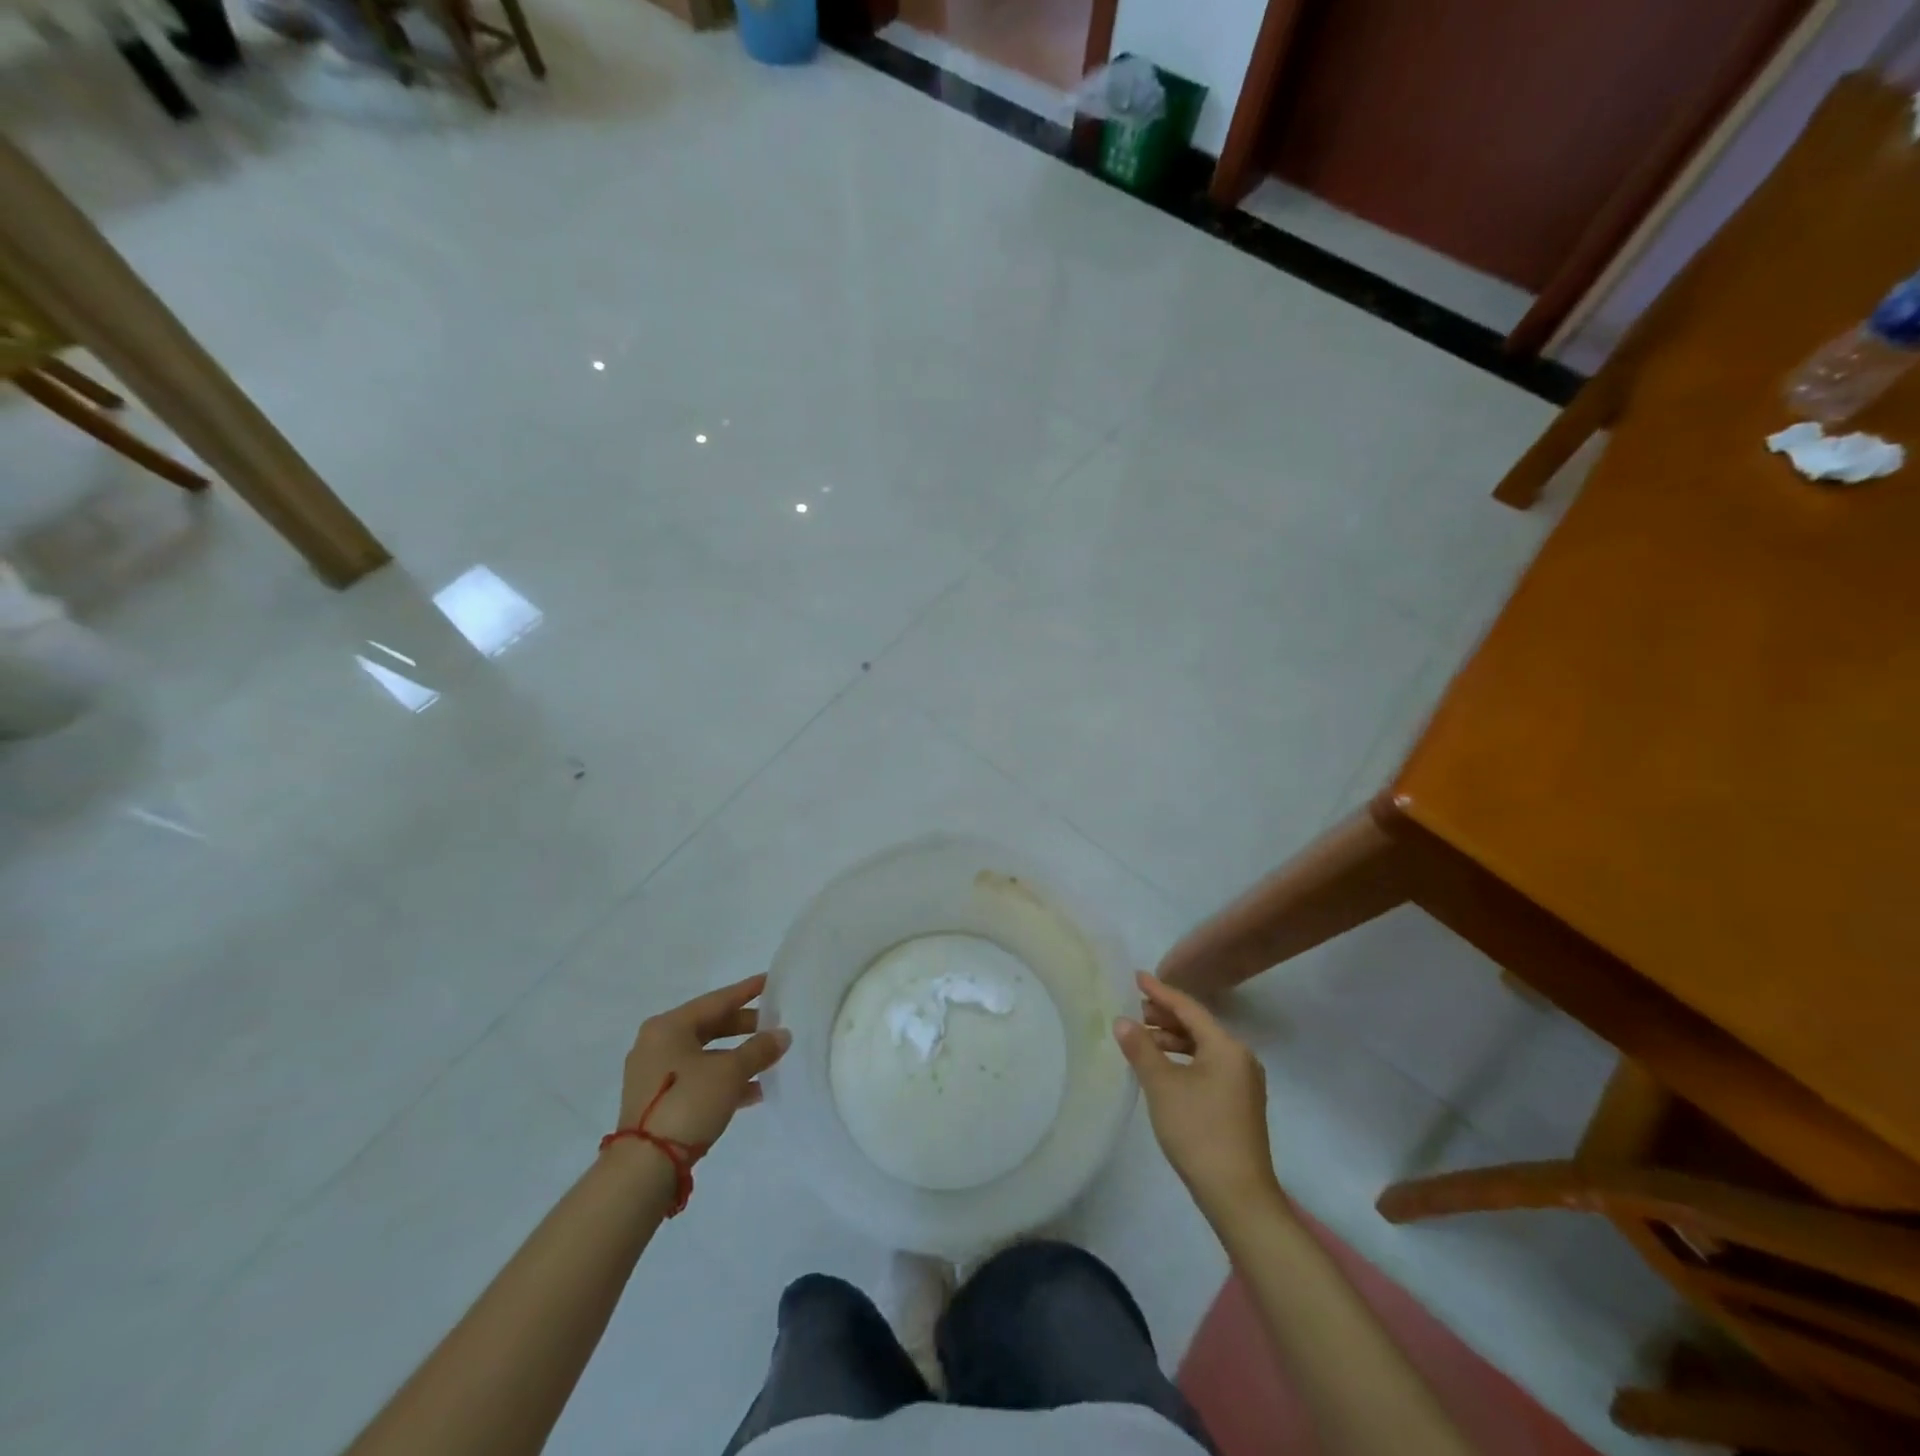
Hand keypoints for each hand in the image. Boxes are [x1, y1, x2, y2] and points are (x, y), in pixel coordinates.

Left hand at [617, 974, 790, 1149]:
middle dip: (745, 1029)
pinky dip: (724, 1081)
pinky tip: (754, 1091)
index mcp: (668, 1026)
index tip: (771, 981)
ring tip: (771, 1062)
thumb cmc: (688, 1102)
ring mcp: (654, 1075)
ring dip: (738, 1059)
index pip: (717, 1000)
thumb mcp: (730, 1072)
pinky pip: (699, 1079)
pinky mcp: (658, 1103)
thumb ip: (759, 1049)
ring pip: (706, 1056)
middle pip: (710, 1027)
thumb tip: (783, 1035)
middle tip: (775, 1026)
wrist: (645, 1167)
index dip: (747, 991)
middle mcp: (657, 1044)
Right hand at [1114, 972, 1280, 1221]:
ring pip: (1202, 1048)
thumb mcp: (1162, 1086)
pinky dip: (1183, 1060)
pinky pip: (1207, 1066)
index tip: (1136, 976)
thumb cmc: (1199, 1132)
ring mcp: (1243, 1082)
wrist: (1238, 1196)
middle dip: (1164, 1016)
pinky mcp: (1239, 1103)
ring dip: (1172, 1040)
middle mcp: (1240, 1058)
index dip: (1160, 991)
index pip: (1188, 1008)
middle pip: (1197, 1026)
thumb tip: (1122, 1020)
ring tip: (1142, 1039)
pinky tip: (1162, 1068)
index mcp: (1227, 1047)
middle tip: (1133, 1010)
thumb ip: (1141, 1048)